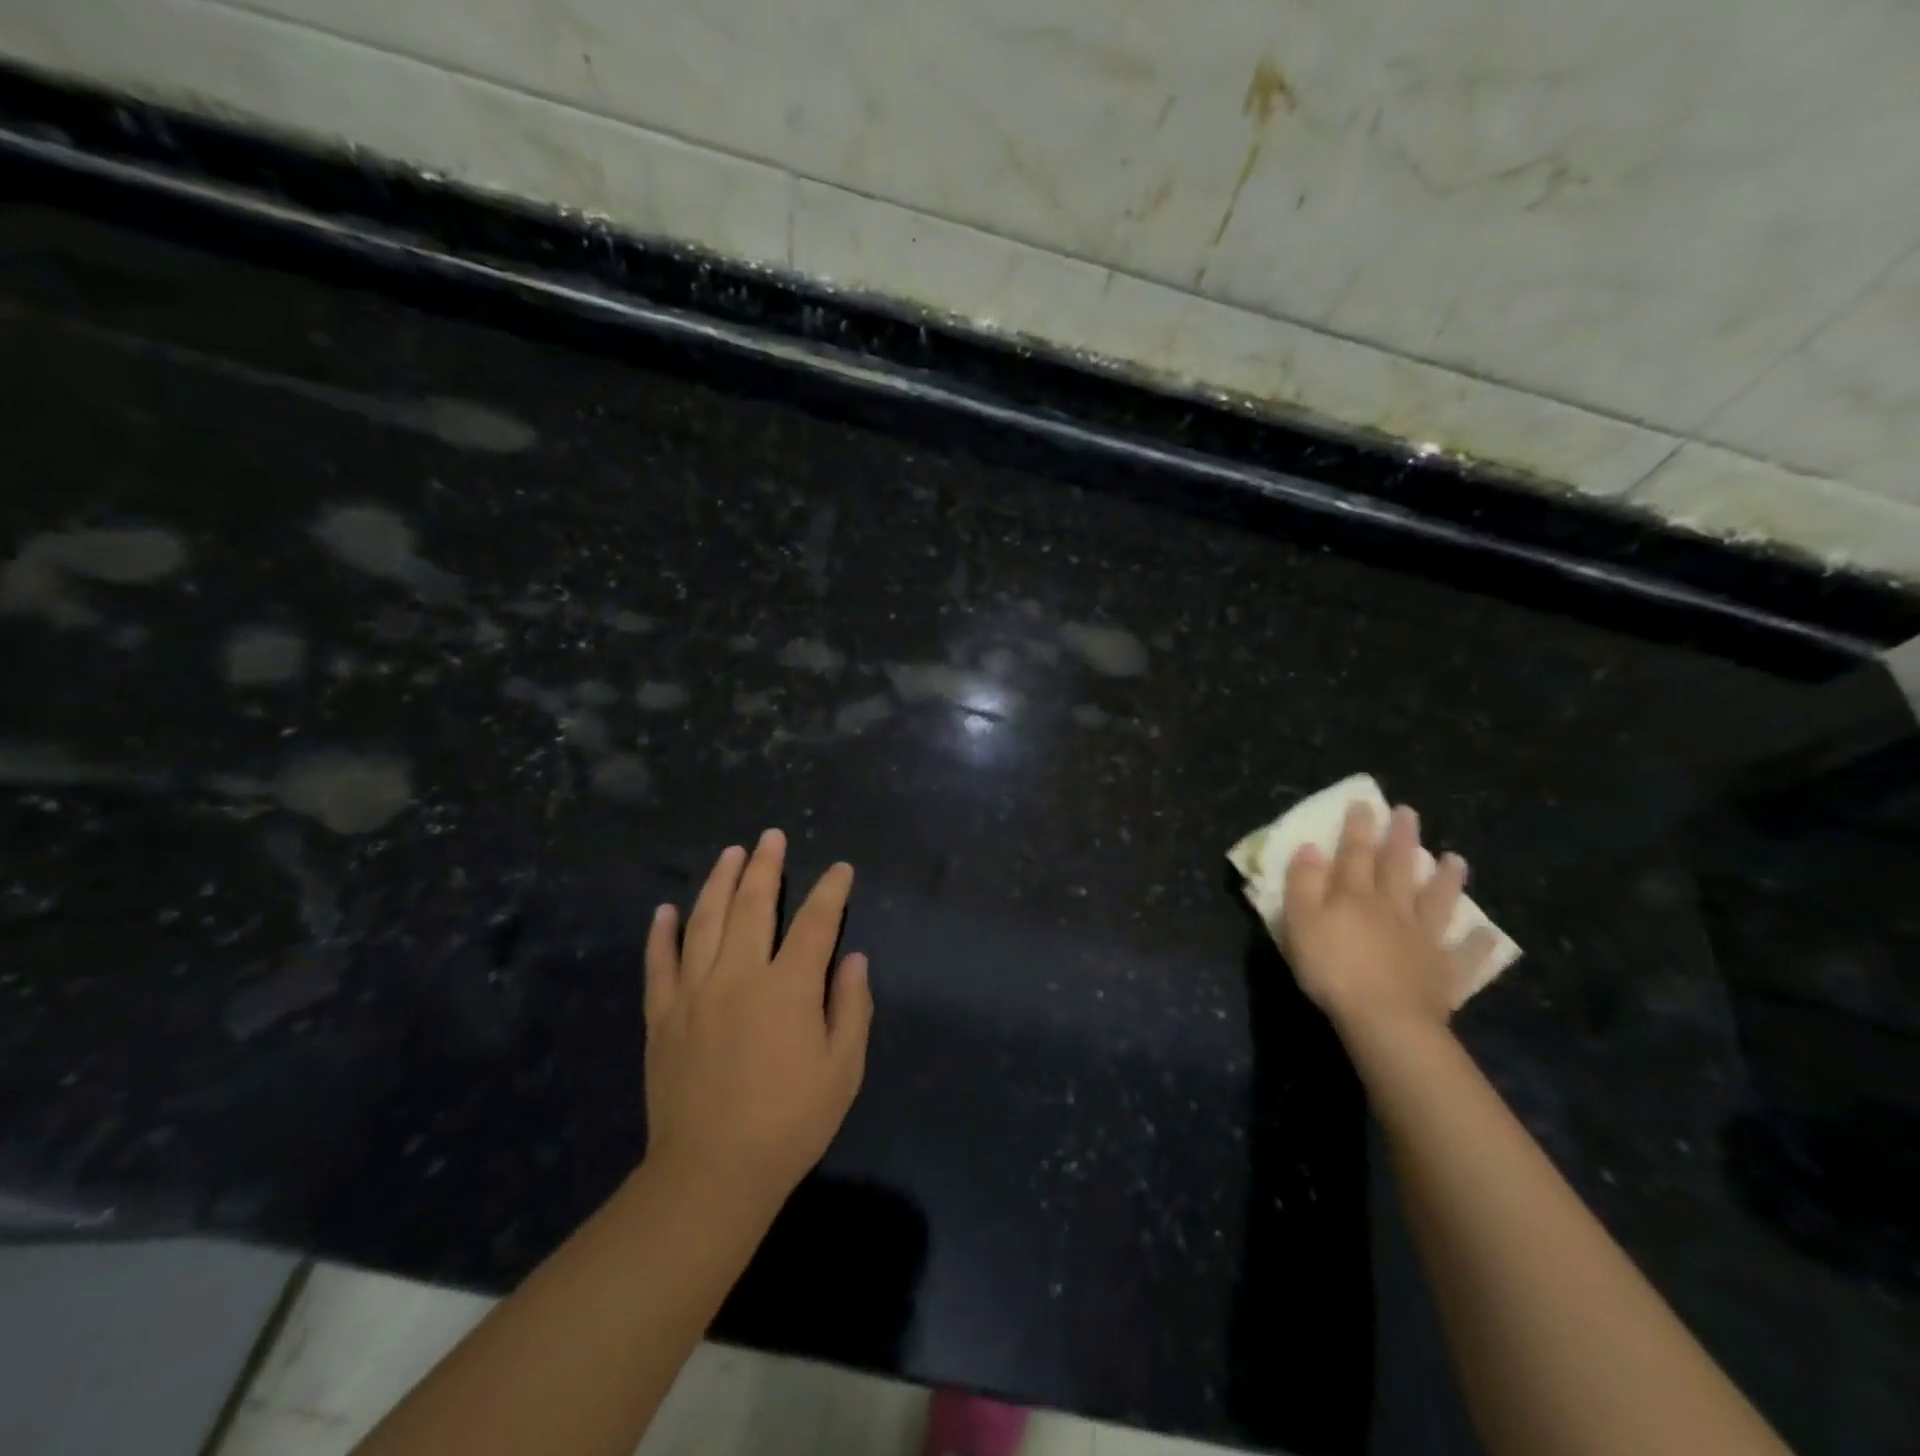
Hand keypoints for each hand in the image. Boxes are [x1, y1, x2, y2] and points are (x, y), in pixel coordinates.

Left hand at [642, 830, 872, 1207]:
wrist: (711, 1173)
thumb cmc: (789, 1123)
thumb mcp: (843, 1070)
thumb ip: (851, 1007)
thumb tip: (853, 959)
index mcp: (788, 988)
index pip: (814, 922)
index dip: (830, 891)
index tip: (840, 870)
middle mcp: (739, 976)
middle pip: (753, 905)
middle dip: (766, 866)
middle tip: (771, 837)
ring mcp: (694, 992)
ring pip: (705, 921)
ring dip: (719, 881)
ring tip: (730, 853)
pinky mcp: (662, 1015)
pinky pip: (659, 962)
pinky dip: (662, 932)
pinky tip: (666, 909)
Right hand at [1279, 802, 1497, 1039]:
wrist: (1384, 1018)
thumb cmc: (1332, 968)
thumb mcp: (1300, 921)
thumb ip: (1303, 883)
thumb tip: (1310, 847)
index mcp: (1354, 895)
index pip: (1355, 853)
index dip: (1358, 828)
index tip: (1364, 803)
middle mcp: (1392, 908)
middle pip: (1398, 868)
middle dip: (1402, 839)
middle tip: (1409, 813)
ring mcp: (1423, 939)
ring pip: (1436, 902)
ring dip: (1447, 879)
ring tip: (1456, 858)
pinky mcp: (1443, 972)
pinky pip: (1464, 955)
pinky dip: (1476, 944)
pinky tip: (1487, 934)